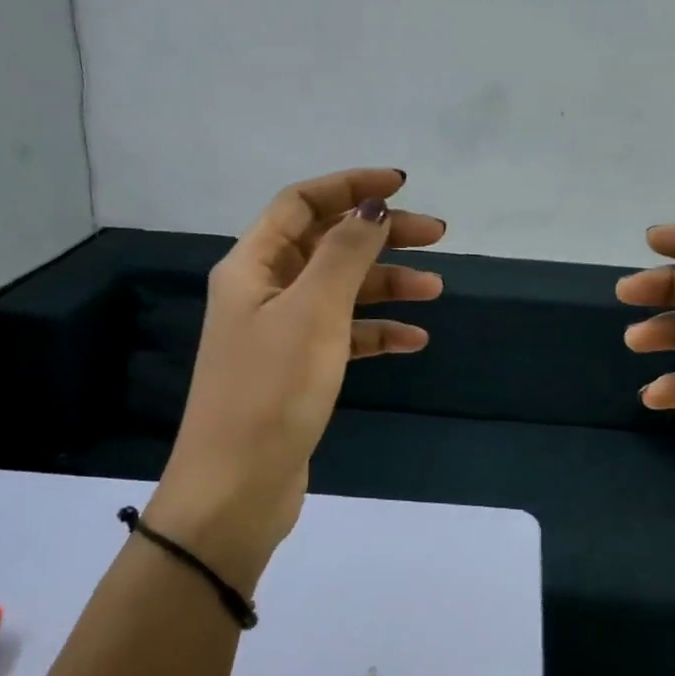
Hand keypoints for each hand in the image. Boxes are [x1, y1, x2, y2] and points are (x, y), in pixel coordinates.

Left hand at [144, 169, 444, 589]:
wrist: (237, 489)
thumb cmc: (272, 391)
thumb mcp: (314, 312)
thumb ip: (345, 253)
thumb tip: (372, 207)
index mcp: (252, 266)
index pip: (301, 203)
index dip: (350, 186)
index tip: (402, 187)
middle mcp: (262, 291)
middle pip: (327, 244)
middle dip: (381, 236)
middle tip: (437, 236)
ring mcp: (280, 332)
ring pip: (341, 291)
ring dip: (386, 285)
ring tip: (436, 291)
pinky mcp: (298, 370)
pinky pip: (344, 335)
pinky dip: (377, 332)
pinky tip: (413, 340)